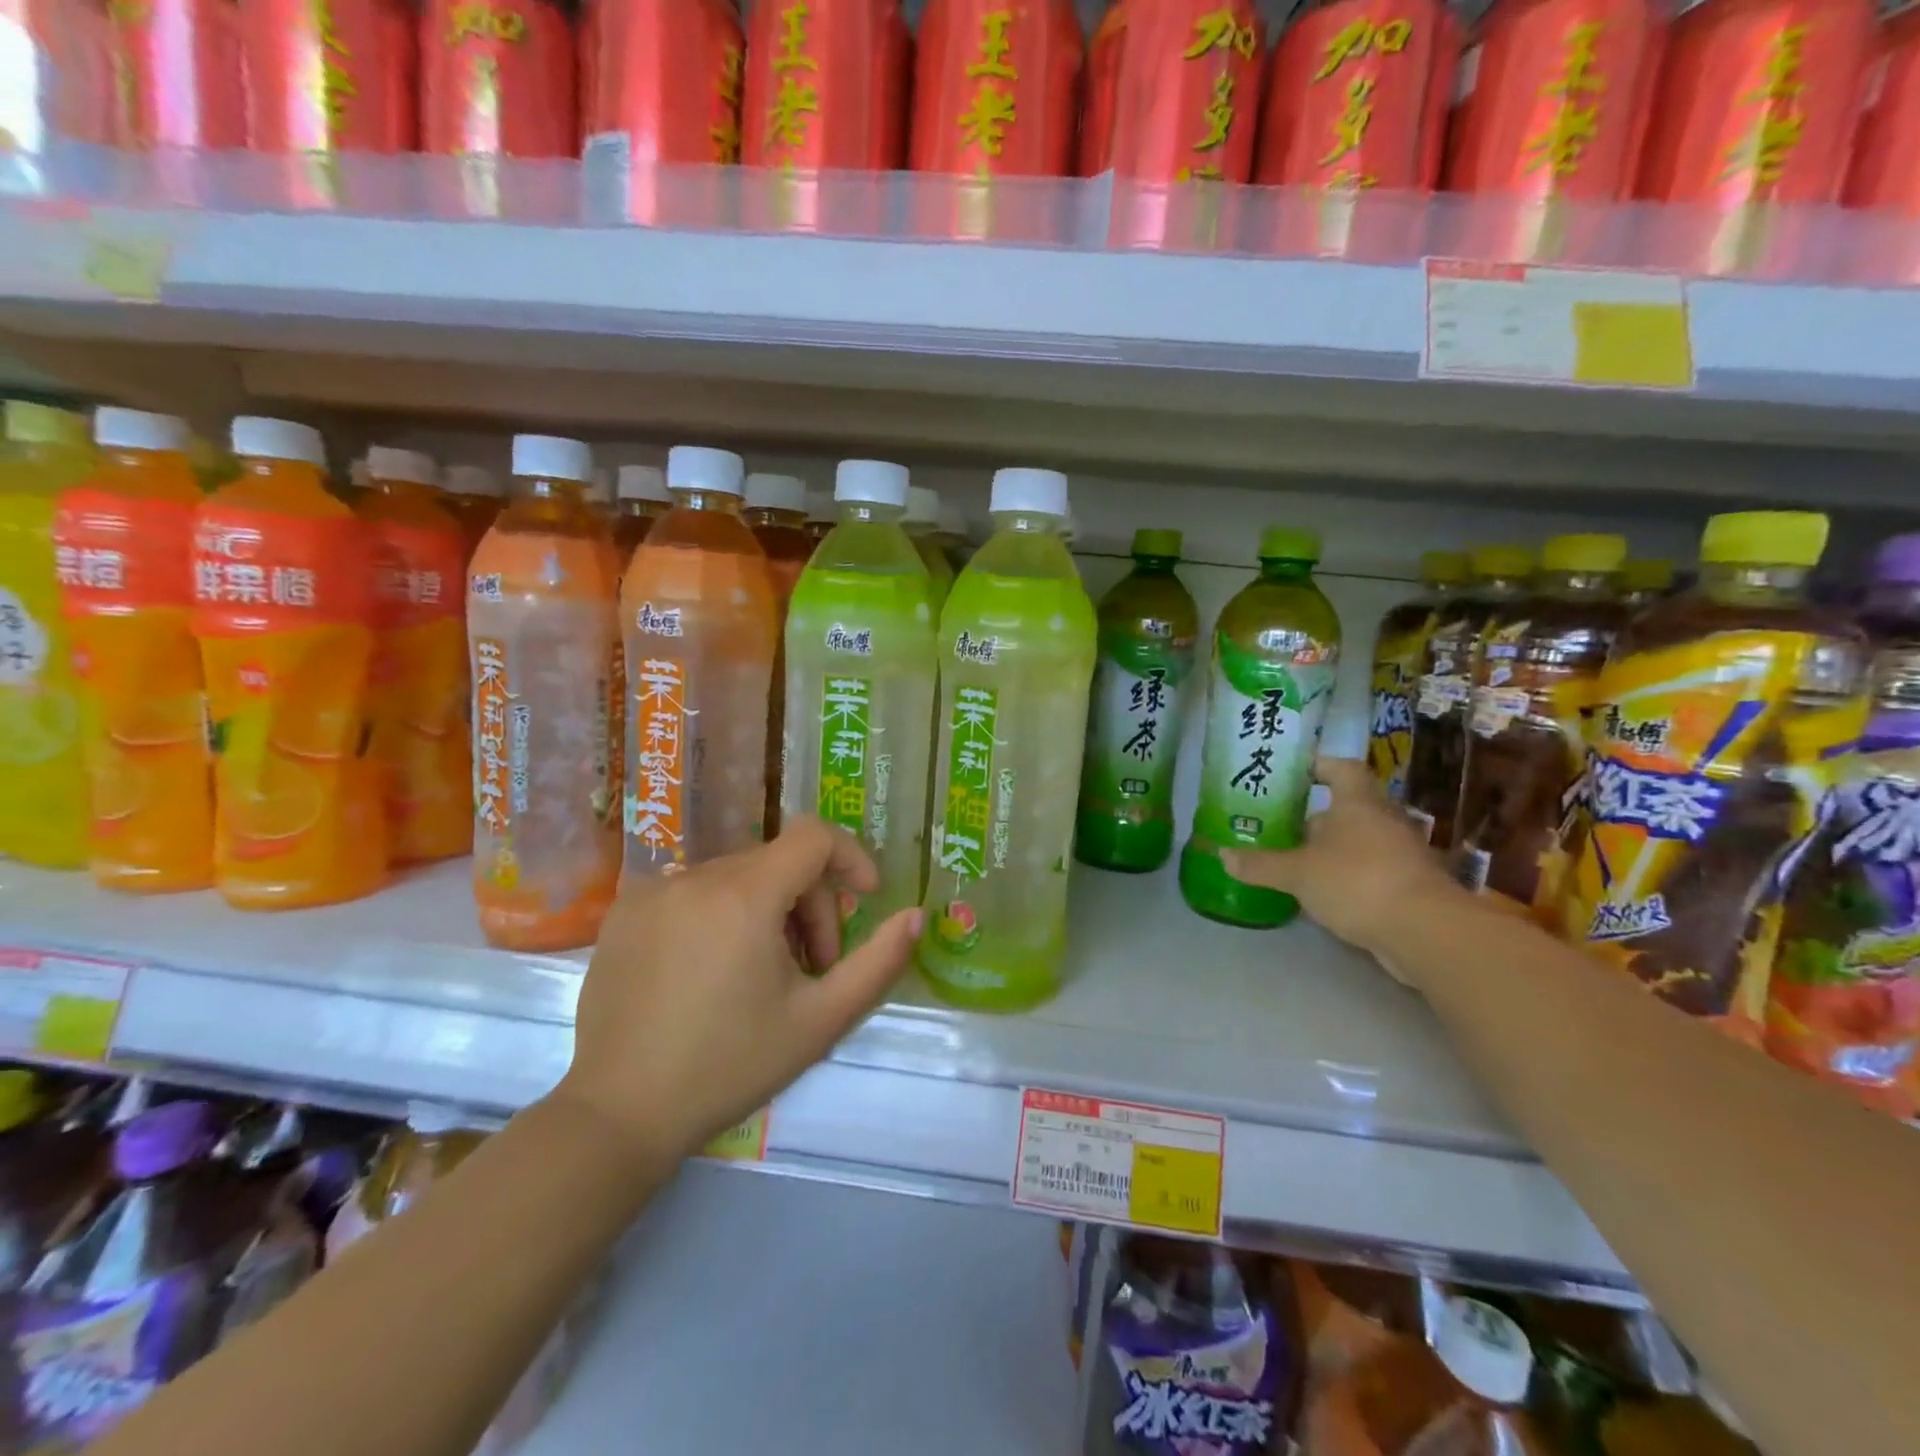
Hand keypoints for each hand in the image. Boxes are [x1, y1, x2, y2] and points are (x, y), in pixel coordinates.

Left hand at [556, 817, 922, 1165]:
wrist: (618, 1115)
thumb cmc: (729, 1066)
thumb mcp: (820, 1020)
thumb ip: (878, 962)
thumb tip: (916, 915)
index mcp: (744, 895)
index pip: (814, 836)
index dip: (851, 858)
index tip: (865, 900)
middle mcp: (695, 876)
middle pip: (778, 863)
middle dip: (810, 905)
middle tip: (814, 967)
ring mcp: (653, 891)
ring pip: (737, 876)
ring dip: (768, 910)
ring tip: (764, 974)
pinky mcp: (624, 912)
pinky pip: (694, 891)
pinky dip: (722, 914)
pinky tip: (714, 971)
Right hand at [1220, 756, 1459, 981]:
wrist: (1426, 931)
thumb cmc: (1357, 882)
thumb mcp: (1297, 873)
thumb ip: (1261, 864)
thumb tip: (1223, 855)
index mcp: (1358, 803)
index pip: (1341, 768)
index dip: (1318, 766)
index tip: (1294, 773)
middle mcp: (1383, 820)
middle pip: (1349, 807)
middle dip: (1317, 815)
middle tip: (1282, 824)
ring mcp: (1402, 853)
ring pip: (1360, 840)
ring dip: (1332, 848)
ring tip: (1296, 860)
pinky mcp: (1410, 885)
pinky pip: (1371, 869)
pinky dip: (1348, 875)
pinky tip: (1324, 892)